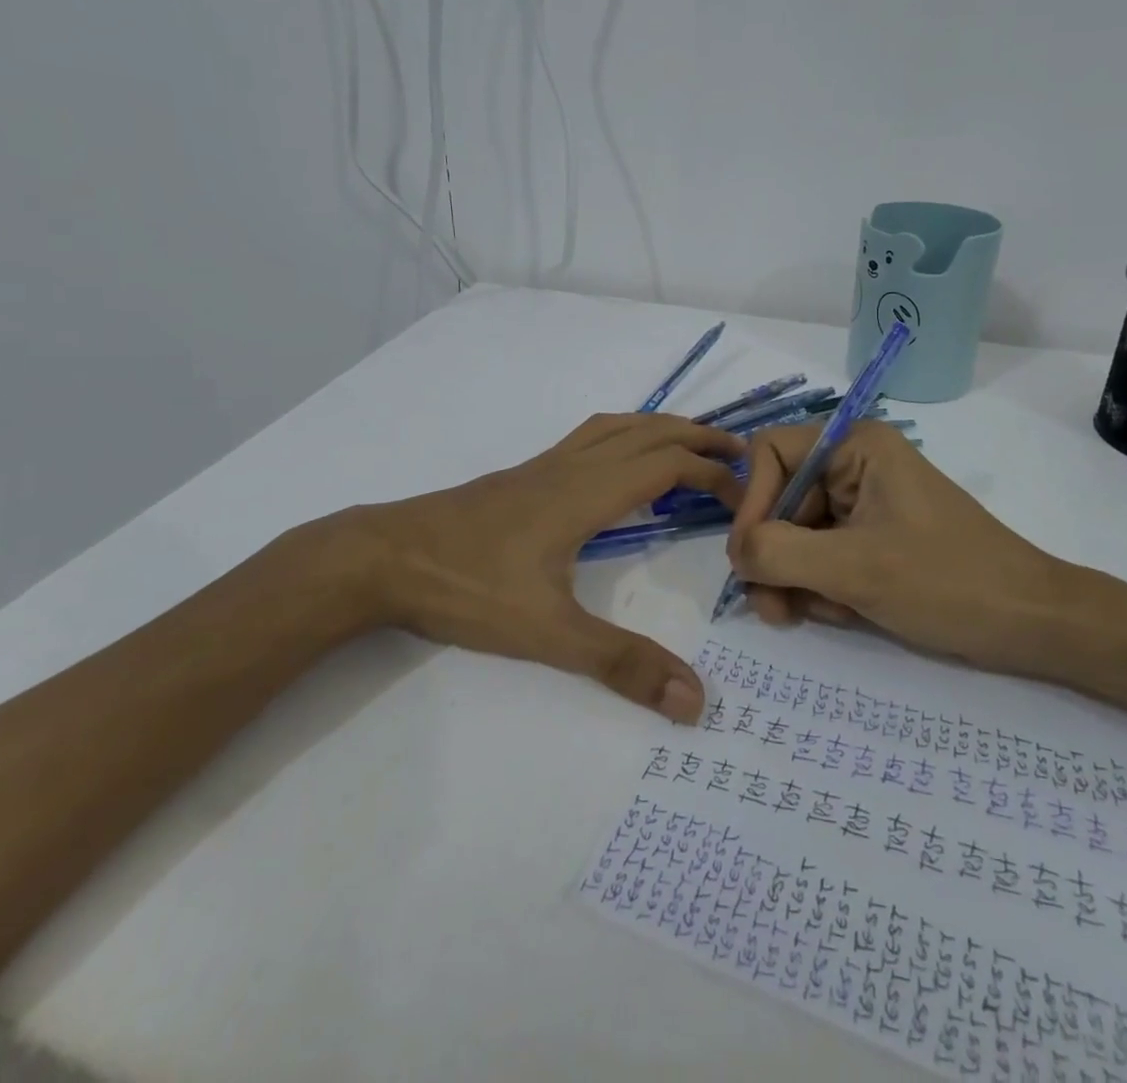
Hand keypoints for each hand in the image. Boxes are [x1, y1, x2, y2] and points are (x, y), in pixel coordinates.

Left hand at [294, 415, 745, 722]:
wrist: (383, 558)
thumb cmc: (466, 588)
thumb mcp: (547, 634)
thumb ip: (620, 663)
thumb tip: (695, 700)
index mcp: (585, 492)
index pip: (667, 463)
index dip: (712, 472)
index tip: (744, 497)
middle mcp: (570, 466)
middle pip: (647, 430)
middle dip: (697, 435)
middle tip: (739, 452)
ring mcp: (542, 466)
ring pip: (615, 426)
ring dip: (660, 428)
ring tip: (689, 446)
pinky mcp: (520, 476)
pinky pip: (587, 438)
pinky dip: (623, 437)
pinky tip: (616, 468)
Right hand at [725, 422, 1072, 677]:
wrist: (1034, 625)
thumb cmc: (948, 582)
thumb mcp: (854, 568)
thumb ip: (778, 553)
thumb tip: (735, 554)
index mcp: (854, 445)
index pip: (770, 454)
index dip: (753, 503)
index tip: (751, 559)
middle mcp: (853, 464)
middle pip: (779, 499)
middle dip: (773, 556)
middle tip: (772, 608)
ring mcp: (863, 502)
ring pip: (795, 534)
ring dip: (794, 579)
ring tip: (809, 617)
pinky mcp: (872, 537)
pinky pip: (821, 554)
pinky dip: (820, 587)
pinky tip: (842, 613)